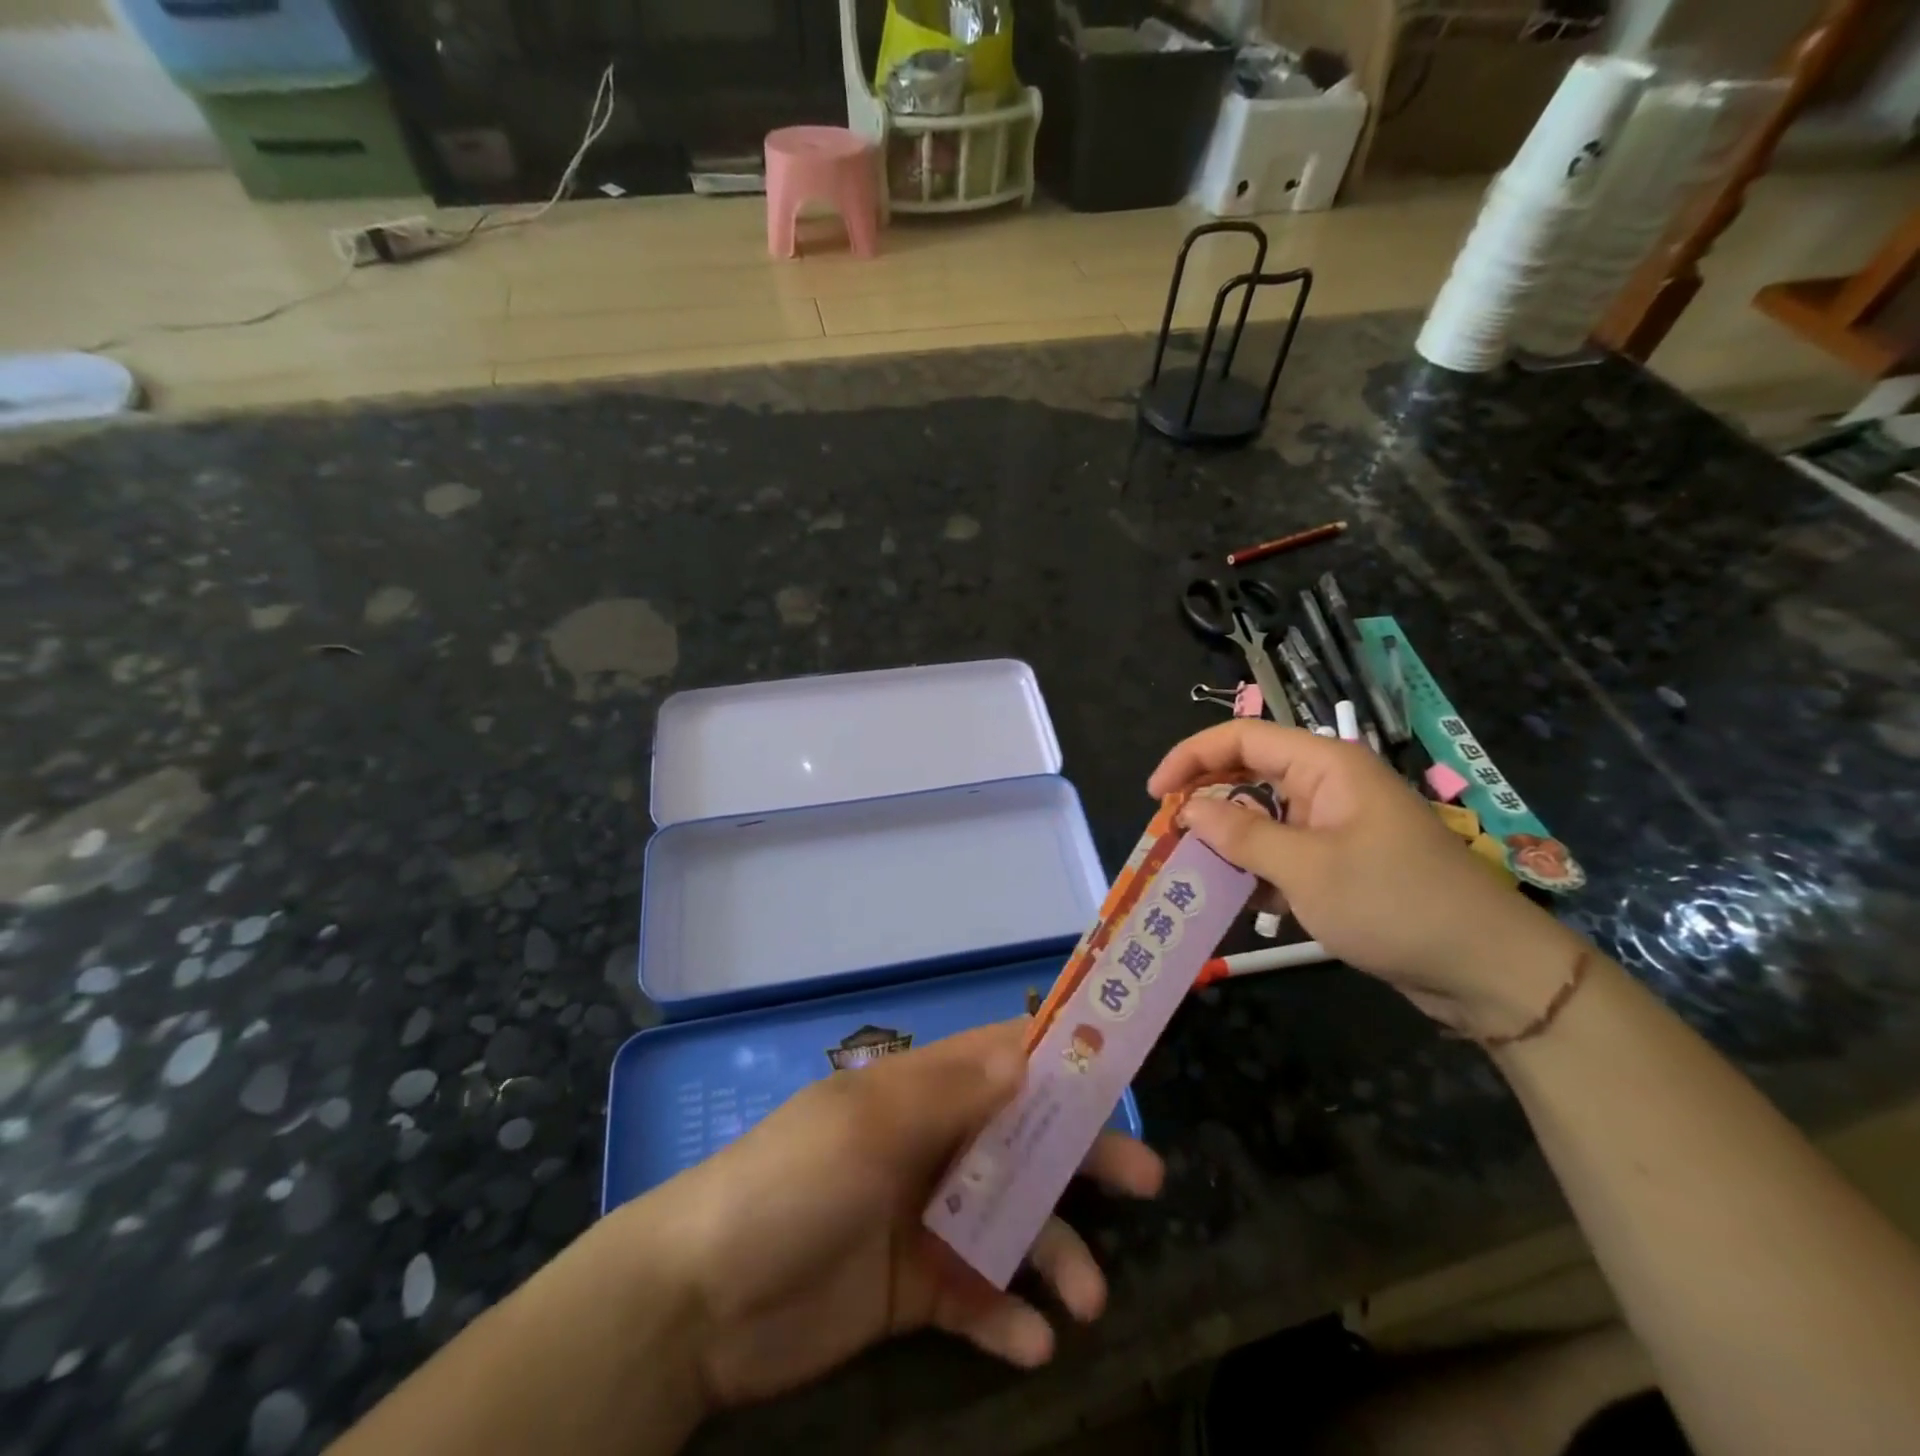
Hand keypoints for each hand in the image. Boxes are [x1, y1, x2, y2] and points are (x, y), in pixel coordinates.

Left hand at [631, 1020, 1162, 1410]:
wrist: (702, 1300)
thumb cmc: (794, 1184)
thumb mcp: (870, 1124)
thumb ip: (952, 1091)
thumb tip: (1028, 1051)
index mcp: (920, 1092)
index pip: (1001, 1058)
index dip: (1058, 1056)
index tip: (1120, 1068)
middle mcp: (933, 1146)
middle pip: (1024, 1140)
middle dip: (1083, 1158)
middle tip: (1146, 1182)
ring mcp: (926, 1219)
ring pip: (1012, 1224)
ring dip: (1056, 1254)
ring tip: (1087, 1300)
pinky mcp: (917, 1290)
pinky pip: (979, 1297)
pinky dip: (1009, 1316)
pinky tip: (1032, 1342)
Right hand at [1149, 720, 1571, 1034]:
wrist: (1486, 969)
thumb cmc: (1395, 904)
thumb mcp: (1307, 869)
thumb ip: (1241, 835)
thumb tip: (1188, 809)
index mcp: (1326, 765)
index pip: (1242, 738)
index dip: (1191, 757)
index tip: (1155, 794)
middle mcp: (1328, 785)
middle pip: (1248, 774)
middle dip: (1205, 799)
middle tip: (1168, 836)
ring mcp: (1335, 824)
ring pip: (1262, 816)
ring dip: (1227, 840)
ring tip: (1192, 871)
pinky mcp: (1340, 861)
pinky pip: (1282, 851)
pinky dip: (1255, 870)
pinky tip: (1237, 899)